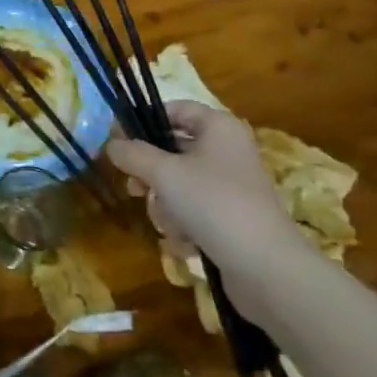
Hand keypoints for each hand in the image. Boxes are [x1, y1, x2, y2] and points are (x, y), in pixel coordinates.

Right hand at [105, 101, 303, 287]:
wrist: (266, 268)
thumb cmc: (213, 204)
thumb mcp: (164, 173)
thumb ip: (132, 154)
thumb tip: (111, 144)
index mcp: (218, 127)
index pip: (175, 109)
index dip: (144, 120)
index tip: (117, 140)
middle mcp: (227, 151)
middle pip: (173, 150)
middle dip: (151, 174)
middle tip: (135, 189)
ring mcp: (230, 186)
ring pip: (179, 184)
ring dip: (166, 206)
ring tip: (169, 225)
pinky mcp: (231, 217)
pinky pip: (194, 210)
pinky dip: (184, 225)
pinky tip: (185, 243)